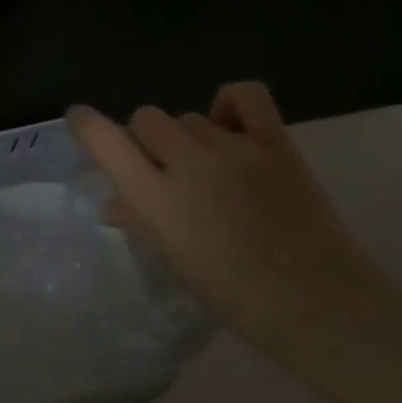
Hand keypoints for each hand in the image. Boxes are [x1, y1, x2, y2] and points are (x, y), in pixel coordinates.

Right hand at [69, 83, 384, 352]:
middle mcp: (188, 164)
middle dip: (146, 140)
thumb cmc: (235, 296)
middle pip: (147, 119)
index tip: (80, 119)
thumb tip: (113, 202)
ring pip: (190, 117)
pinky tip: (230, 126)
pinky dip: (229, 103)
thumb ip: (139, 221)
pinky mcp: (276, 144)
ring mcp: (234, 149)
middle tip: (164, 169)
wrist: (321, 306)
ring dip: (188, 137)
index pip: (105, 141)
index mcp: (156, 198)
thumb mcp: (174, 261)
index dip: (86, 125)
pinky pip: (244, 96)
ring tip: (208, 166)